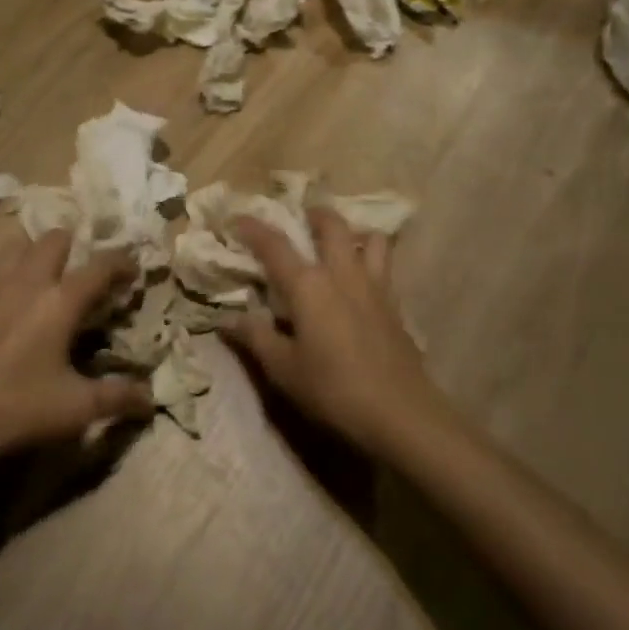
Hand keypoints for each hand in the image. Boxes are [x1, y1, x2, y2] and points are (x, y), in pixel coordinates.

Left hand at [0, 229, 155, 460]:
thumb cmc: (10, 408)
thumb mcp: (72, 410)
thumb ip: (116, 399)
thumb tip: (151, 399)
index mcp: (59, 300)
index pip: (100, 265)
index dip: (122, 262)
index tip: (134, 268)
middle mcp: (27, 281)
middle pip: (55, 238)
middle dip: (76, 244)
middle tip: (86, 269)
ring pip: (19, 245)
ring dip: (38, 250)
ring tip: (48, 276)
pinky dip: (11, 272)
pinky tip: (12, 303)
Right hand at [225, 208, 453, 457]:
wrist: (401, 414)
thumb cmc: (333, 390)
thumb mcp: (283, 369)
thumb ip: (255, 337)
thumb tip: (227, 319)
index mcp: (309, 286)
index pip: (275, 245)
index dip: (253, 229)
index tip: (237, 219)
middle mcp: (343, 274)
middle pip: (332, 225)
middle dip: (314, 214)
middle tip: (300, 218)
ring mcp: (375, 286)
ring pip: (371, 238)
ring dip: (353, 232)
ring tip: (339, 243)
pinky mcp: (396, 305)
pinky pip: (385, 266)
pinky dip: (372, 259)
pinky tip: (361, 282)